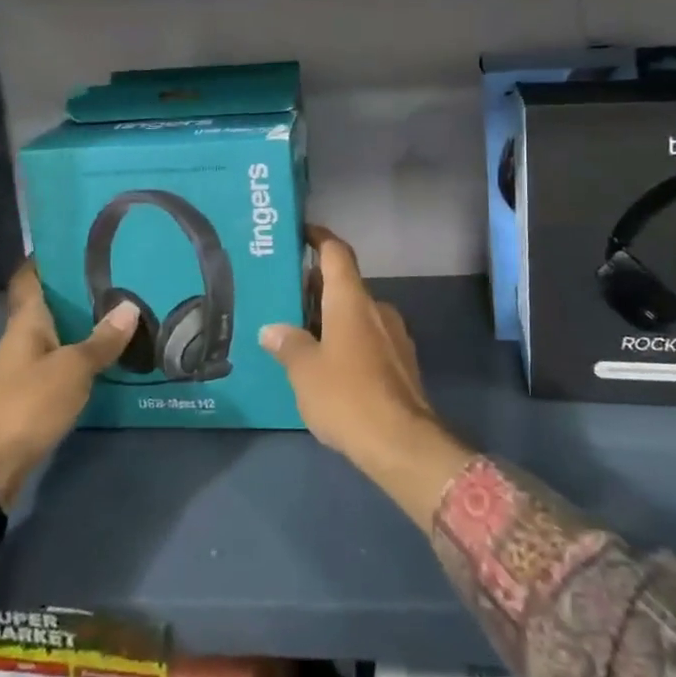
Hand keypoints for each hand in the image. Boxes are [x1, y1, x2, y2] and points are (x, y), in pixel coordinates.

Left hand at [0, 262, 138, 507]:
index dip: (45, 257)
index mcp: (26, 321)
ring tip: (121, 310)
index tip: (75, 240)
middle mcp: (22, 338)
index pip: (29, 277)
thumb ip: (101, 340)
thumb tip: (130, 306)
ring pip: (56, 334)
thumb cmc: (26, 404)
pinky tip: (107, 355)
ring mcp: (24, 368)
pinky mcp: (31, 395)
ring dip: (82, 323)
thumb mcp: (72, 369)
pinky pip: (59, 362)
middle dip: (77, 290)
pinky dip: (80, 355)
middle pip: (48, 304)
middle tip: (117, 274)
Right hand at [259, 228, 472, 528]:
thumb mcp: (305, 371)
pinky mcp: (402, 364)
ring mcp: (394, 336)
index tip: (301, 232)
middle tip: (285, 296)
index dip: (319, 238)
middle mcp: (377, 309)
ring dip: (332, 318)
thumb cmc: (347, 396)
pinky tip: (328, 366)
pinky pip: (368, 339)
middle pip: (345, 285)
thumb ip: (288, 345)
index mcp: (352, 300)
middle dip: (316, 287)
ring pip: (357, 314)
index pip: (337, 253)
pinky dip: (347, 341)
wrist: (403, 444)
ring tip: (301, 335)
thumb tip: (272, 330)